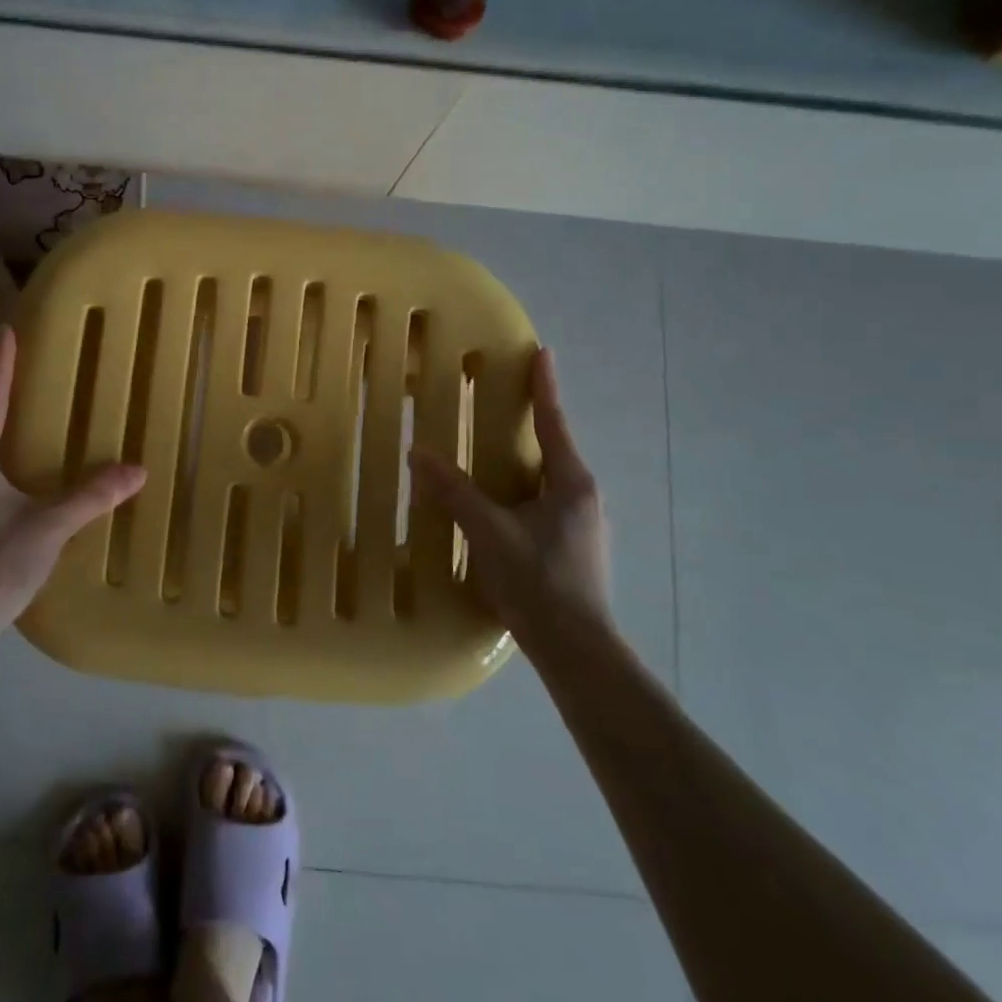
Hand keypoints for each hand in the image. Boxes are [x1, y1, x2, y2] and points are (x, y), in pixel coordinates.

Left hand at [0, 327, 146, 633]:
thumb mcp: (48, 527)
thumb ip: (91, 496)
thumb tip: (136, 470)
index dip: (0, 363)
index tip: (6, 328)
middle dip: (3, 391)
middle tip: (29, 366)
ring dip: (4, 427)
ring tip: (32, 414)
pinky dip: (7, 459)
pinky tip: (27, 473)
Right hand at [411, 347, 610, 640]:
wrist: (577, 648)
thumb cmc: (538, 581)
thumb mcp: (488, 532)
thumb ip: (454, 492)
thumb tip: (419, 453)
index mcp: (571, 482)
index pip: (555, 422)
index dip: (545, 386)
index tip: (542, 353)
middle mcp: (583, 496)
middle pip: (554, 447)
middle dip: (531, 421)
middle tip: (502, 398)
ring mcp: (582, 523)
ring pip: (548, 478)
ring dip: (523, 459)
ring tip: (492, 450)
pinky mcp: (574, 546)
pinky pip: (544, 501)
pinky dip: (521, 488)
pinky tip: (499, 504)